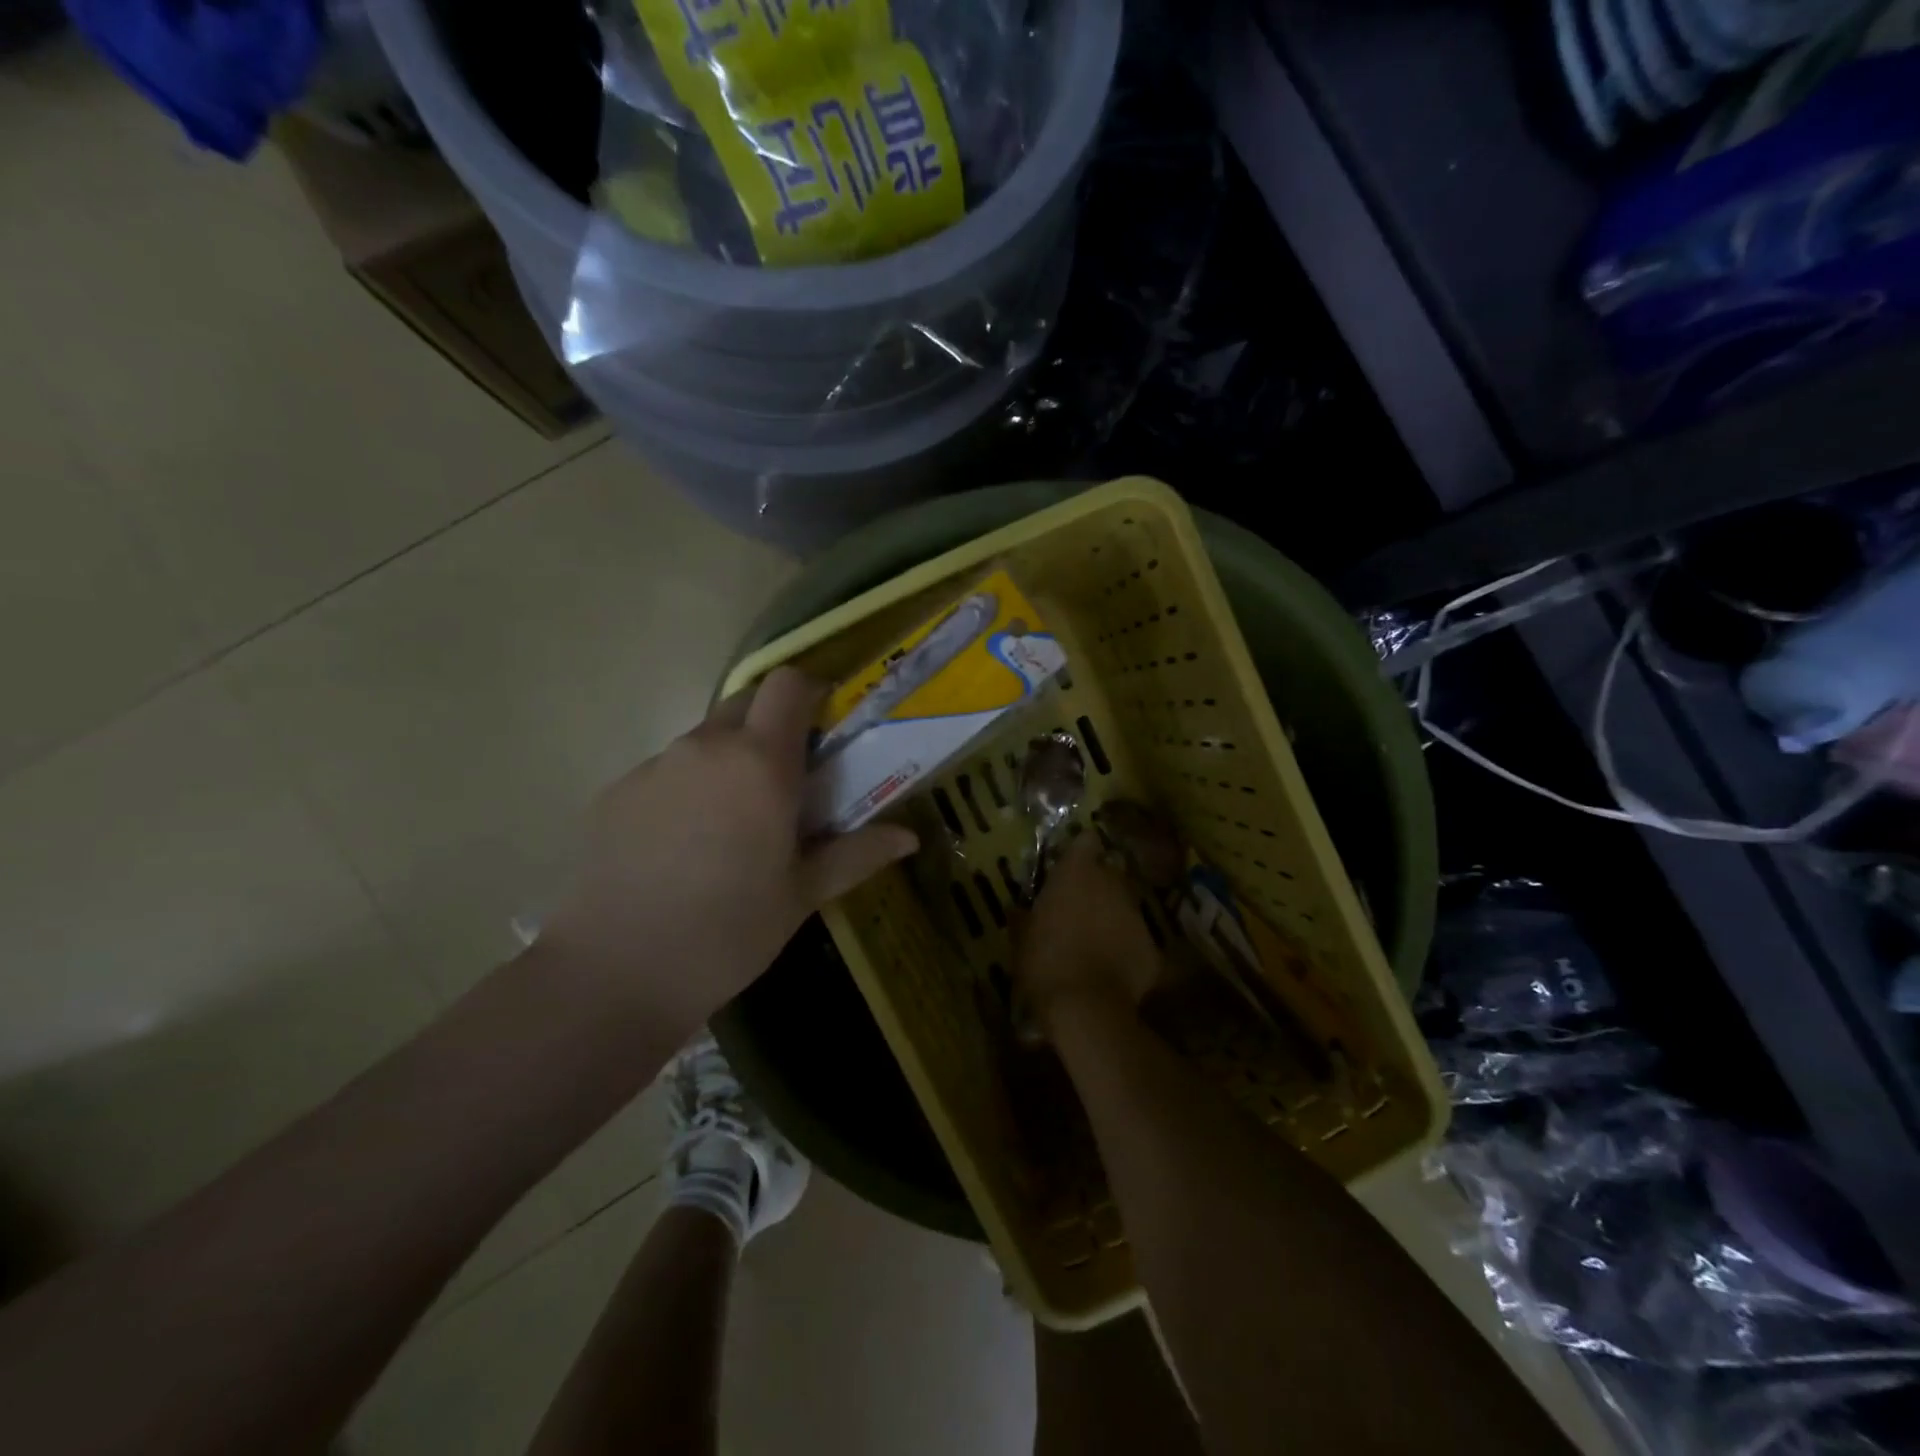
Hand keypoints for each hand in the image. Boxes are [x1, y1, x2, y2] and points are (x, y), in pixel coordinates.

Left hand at [542, 668, 917, 1036]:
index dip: (810, 692)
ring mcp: (653, 767)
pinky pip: (665, 773)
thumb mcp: (802, 895)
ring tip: (731, 826)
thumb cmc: (728, 933)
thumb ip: (857, 854)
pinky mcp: (614, 793)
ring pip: (703, 741)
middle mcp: (704, 747)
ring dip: (728, 762)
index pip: (788, 684)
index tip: (825, 728)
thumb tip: (909, 837)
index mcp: (759, 762)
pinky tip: (681, 850)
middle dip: (771, 727)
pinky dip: (686, 791)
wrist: (614, 975)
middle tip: (785, 783)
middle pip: (745, 705)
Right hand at [1015, 833, 1166, 1040]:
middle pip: (1109, 873)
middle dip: (1097, 887)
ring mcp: (1137, 915)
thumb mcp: (1021, 938)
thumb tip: (1017, 909)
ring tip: (1094, 943)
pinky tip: (1111, 970)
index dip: (1080, 851)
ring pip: (1125, 907)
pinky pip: (1137, 940)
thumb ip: (1023, 917)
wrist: (1086, 1008)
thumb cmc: (1045, 962)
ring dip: (1112, 918)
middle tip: (1078, 909)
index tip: (1070, 865)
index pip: (1086, 841)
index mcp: (1077, 873)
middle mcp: (1113, 884)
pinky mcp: (1153, 947)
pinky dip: (1126, 950)